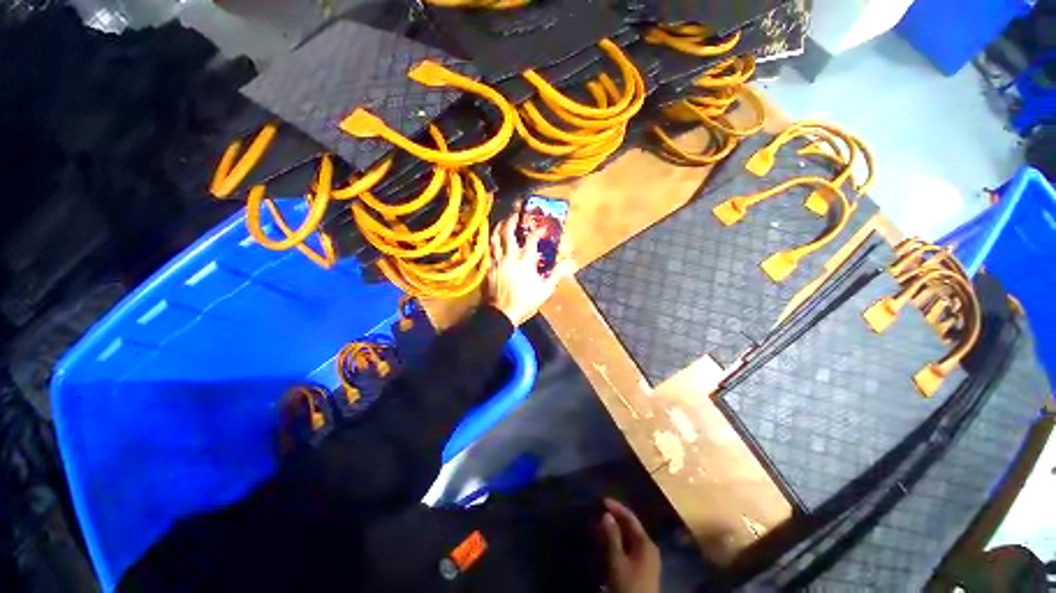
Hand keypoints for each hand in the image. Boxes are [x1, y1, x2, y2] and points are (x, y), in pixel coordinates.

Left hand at [485, 214, 571, 325]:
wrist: (501, 313)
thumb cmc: (525, 302)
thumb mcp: (545, 290)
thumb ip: (557, 274)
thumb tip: (570, 262)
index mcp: (525, 261)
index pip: (532, 239)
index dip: (537, 231)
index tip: (542, 228)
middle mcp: (510, 256)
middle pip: (508, 233)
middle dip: (512, 220)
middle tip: (515, 213)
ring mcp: (497, 261)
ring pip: (495, 239)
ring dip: (499, 228)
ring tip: (502, 222)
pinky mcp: (488, 268)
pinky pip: (488, 250)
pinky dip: (491, 242)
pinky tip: (493, 241)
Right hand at [599, 498, 660, 592]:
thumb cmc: (629, 585)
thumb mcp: (617, 560)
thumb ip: (612, 536)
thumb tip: (607, 514)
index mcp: (646, 542)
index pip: (630, 518)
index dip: (616, 507)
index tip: (601, 500)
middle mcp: (648, 547)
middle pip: (629, 527)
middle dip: (612, 520)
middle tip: (595, 515)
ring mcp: (645, 559)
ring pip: (627, 539)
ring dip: (612, 532)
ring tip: (595, 528)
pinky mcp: (640, 570)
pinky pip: (627, 549)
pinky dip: (615, 544)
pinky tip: (603, 544)